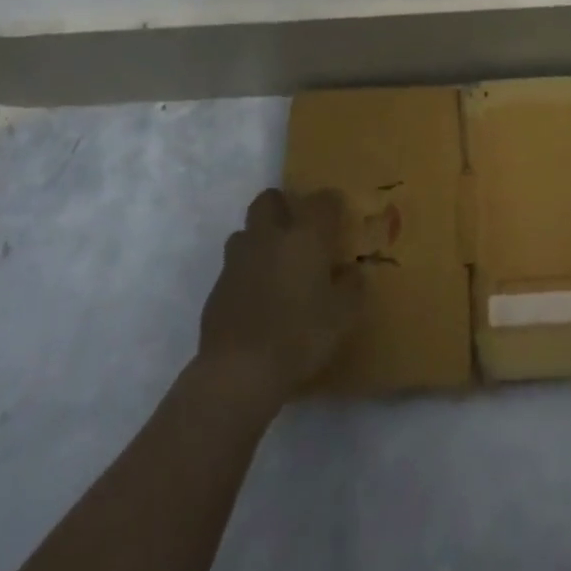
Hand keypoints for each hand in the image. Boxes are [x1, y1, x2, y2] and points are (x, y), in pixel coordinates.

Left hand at [198, 189, 363, 400]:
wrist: (239, 371)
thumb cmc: (300, 336)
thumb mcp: (343, 316)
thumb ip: (352, 287)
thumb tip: (353, 272)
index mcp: (305, 237)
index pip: (322, 200)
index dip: (331, 204)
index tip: (339, 217)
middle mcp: (269, 237)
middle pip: (269, 199)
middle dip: (283, 207)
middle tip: (298, 230)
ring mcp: (238, 260)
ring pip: (246, 231)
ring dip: (260, 239)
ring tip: (276, 265)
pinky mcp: (217, 286)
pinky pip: (234, 266)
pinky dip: (246, 273)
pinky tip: (257, 299)